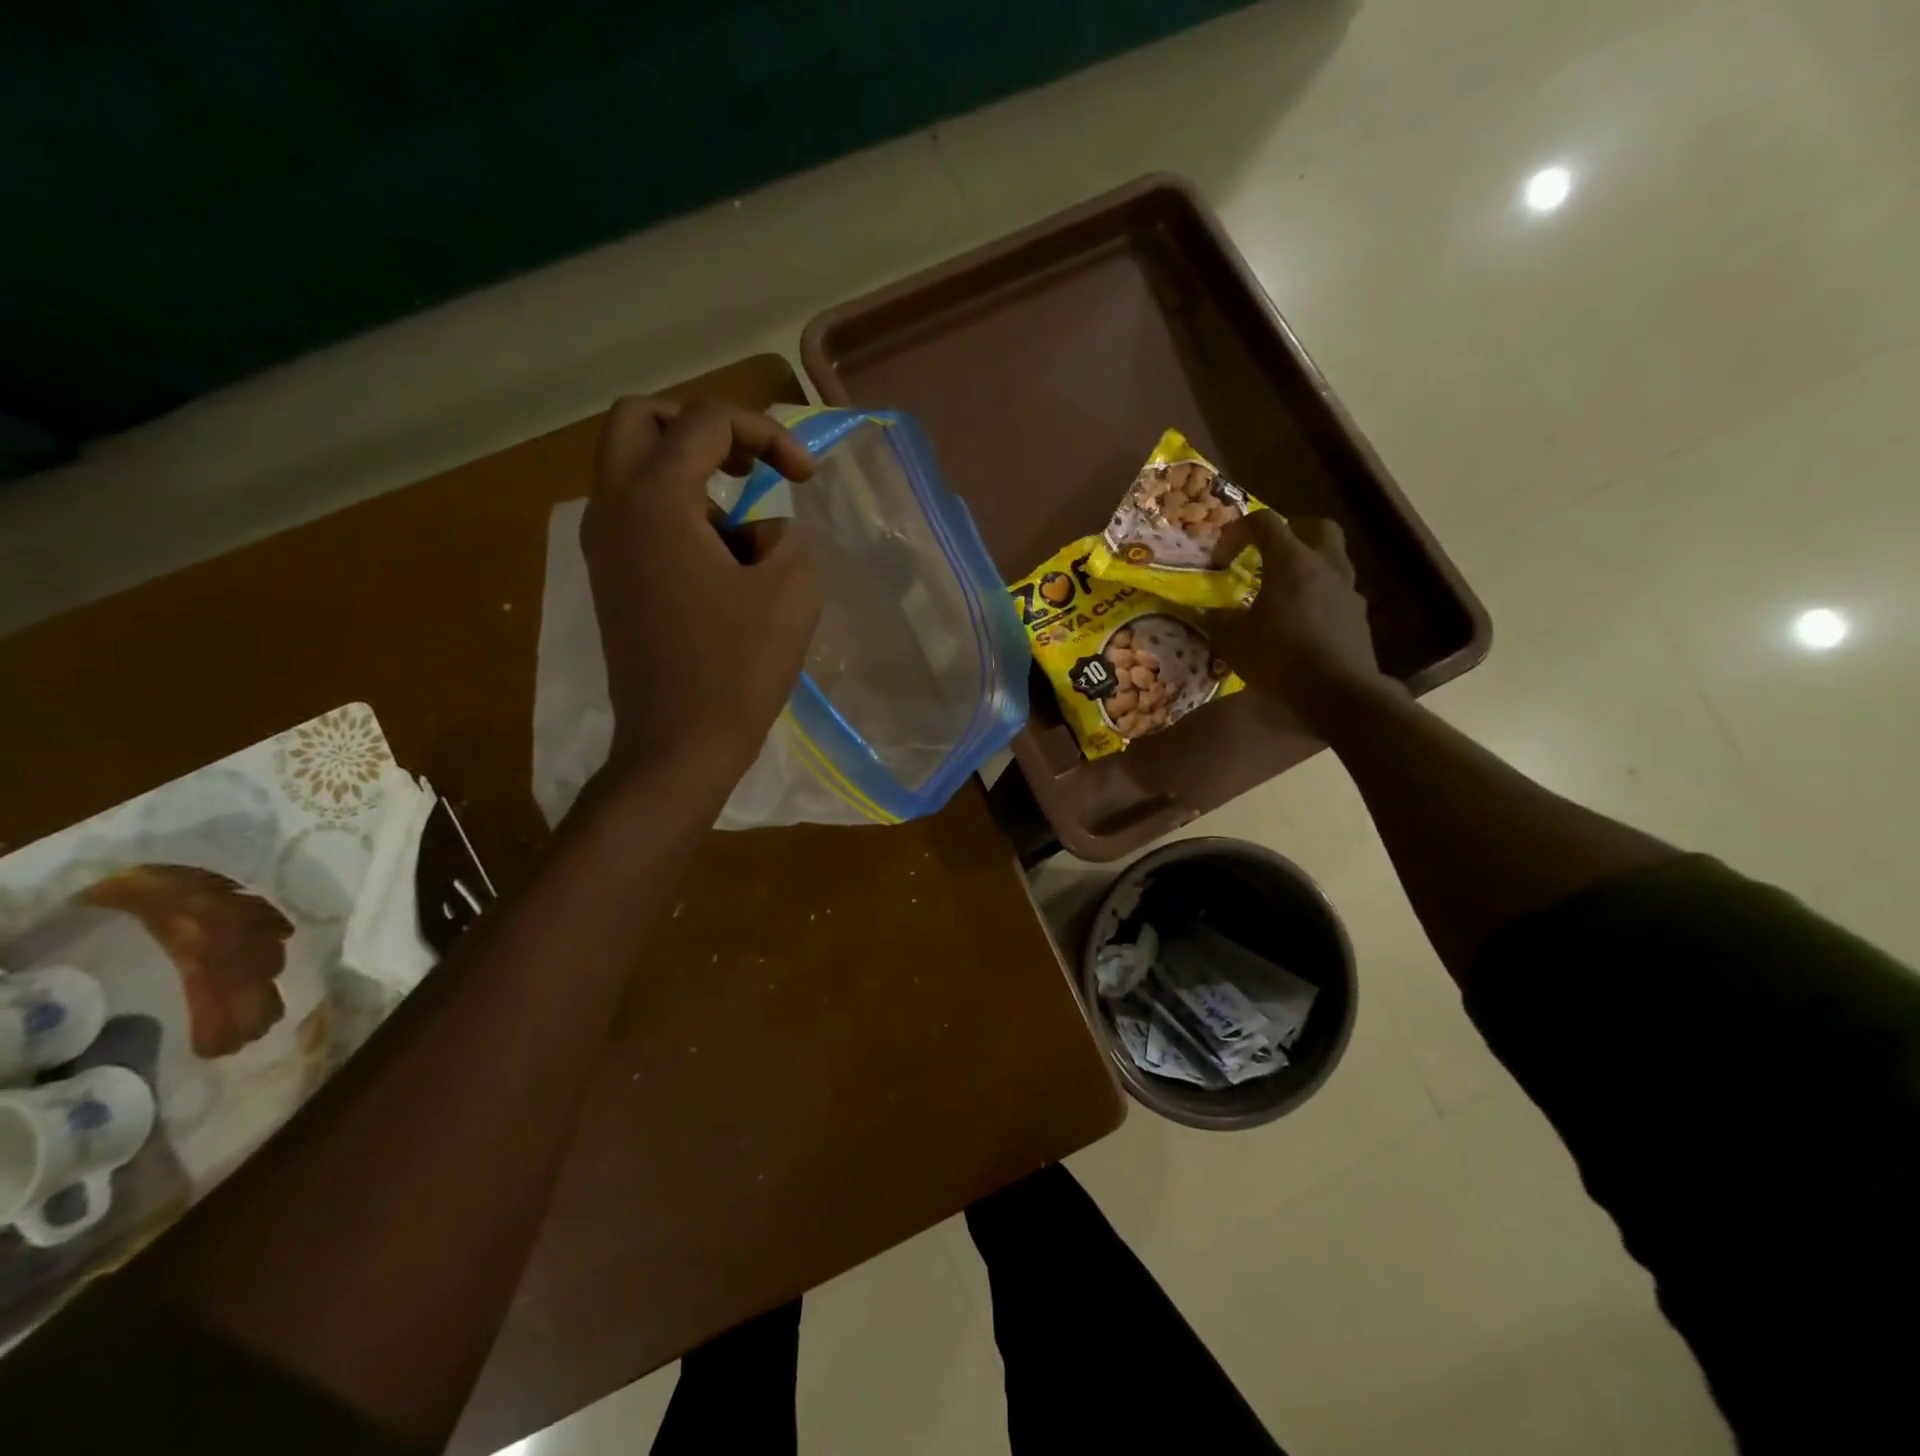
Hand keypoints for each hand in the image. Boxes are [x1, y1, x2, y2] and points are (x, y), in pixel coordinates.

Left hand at [582, 396, 819, 780]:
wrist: (678, 744)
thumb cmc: (738, 668)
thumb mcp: (792, 589)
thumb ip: (787, 535)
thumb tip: (761, 532)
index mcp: (656, 500)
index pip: (707, 420)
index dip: (769, 434)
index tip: (808, 479)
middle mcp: (614, 508)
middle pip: (640, 418)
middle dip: (702, 427)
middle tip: (749, 464)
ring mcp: (603, 544)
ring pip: (632, 465)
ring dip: (689, 471)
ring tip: (742, 527)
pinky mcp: (609, 577)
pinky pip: (636, 512)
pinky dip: (677, 510)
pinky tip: (720, 563)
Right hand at [1210, 513, 1399, 729]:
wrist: (1337, 693)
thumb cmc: (1279, 658)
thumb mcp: (1233, 641)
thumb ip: (1219, 620)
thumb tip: (1212, 613)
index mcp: (1291, 562)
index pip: (1264, 522)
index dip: (1237, 531)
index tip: (1221, 559)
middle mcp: (1324, 566)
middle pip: (1315, 526)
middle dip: (1291, 532)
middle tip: (1268, 553)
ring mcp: (1347, 590)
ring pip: (1331, 559)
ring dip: (1307, 565)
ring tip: (1283, 592)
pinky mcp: (1358, 616)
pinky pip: (1337, 592)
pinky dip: (1318, 595)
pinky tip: (1301, 622)